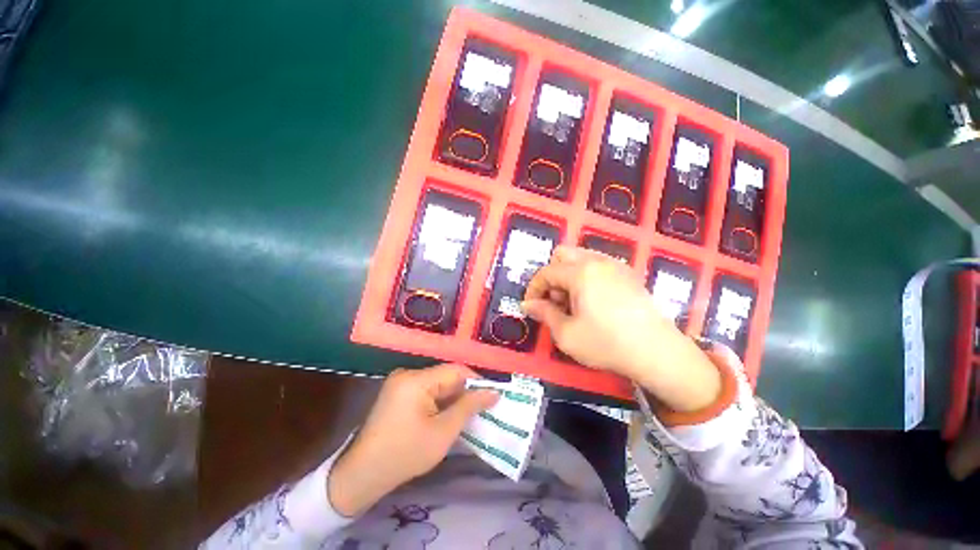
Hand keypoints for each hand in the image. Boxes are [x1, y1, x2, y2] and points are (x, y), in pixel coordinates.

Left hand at [327, 364, 497, 515]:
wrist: (362, 476)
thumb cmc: (405, 455)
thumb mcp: (443, 432)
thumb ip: (469, 407)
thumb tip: (493, 392)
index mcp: (415, 379)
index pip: (455, 370)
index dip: (476, 381)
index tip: (492, 396)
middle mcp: (407, 374)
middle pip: (446, 376)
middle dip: (464, 392)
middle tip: (483, 408)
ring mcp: (400, 383)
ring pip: (438, 384)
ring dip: (453, 398)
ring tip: (469, 414)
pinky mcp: (398, 393)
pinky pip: (427, 391)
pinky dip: (440, 402)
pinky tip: (449, 416)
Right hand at [522, 246, 719, 412]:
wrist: (657, 353)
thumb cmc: (606, 343)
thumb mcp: (567, 334)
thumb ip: (544, 314)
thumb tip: (527, 304)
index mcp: (581, 273)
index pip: (546, 272)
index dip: (534, 288)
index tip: (531, 306)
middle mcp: (598, 262)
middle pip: (563, 255)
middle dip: (553, 276)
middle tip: (556, 302)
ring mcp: (616, 266)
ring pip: (581, 258)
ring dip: (569, 276)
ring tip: (574, 303)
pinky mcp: (629, 275)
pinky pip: (598, 266)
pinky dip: (586, 277)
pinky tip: (593, 301)